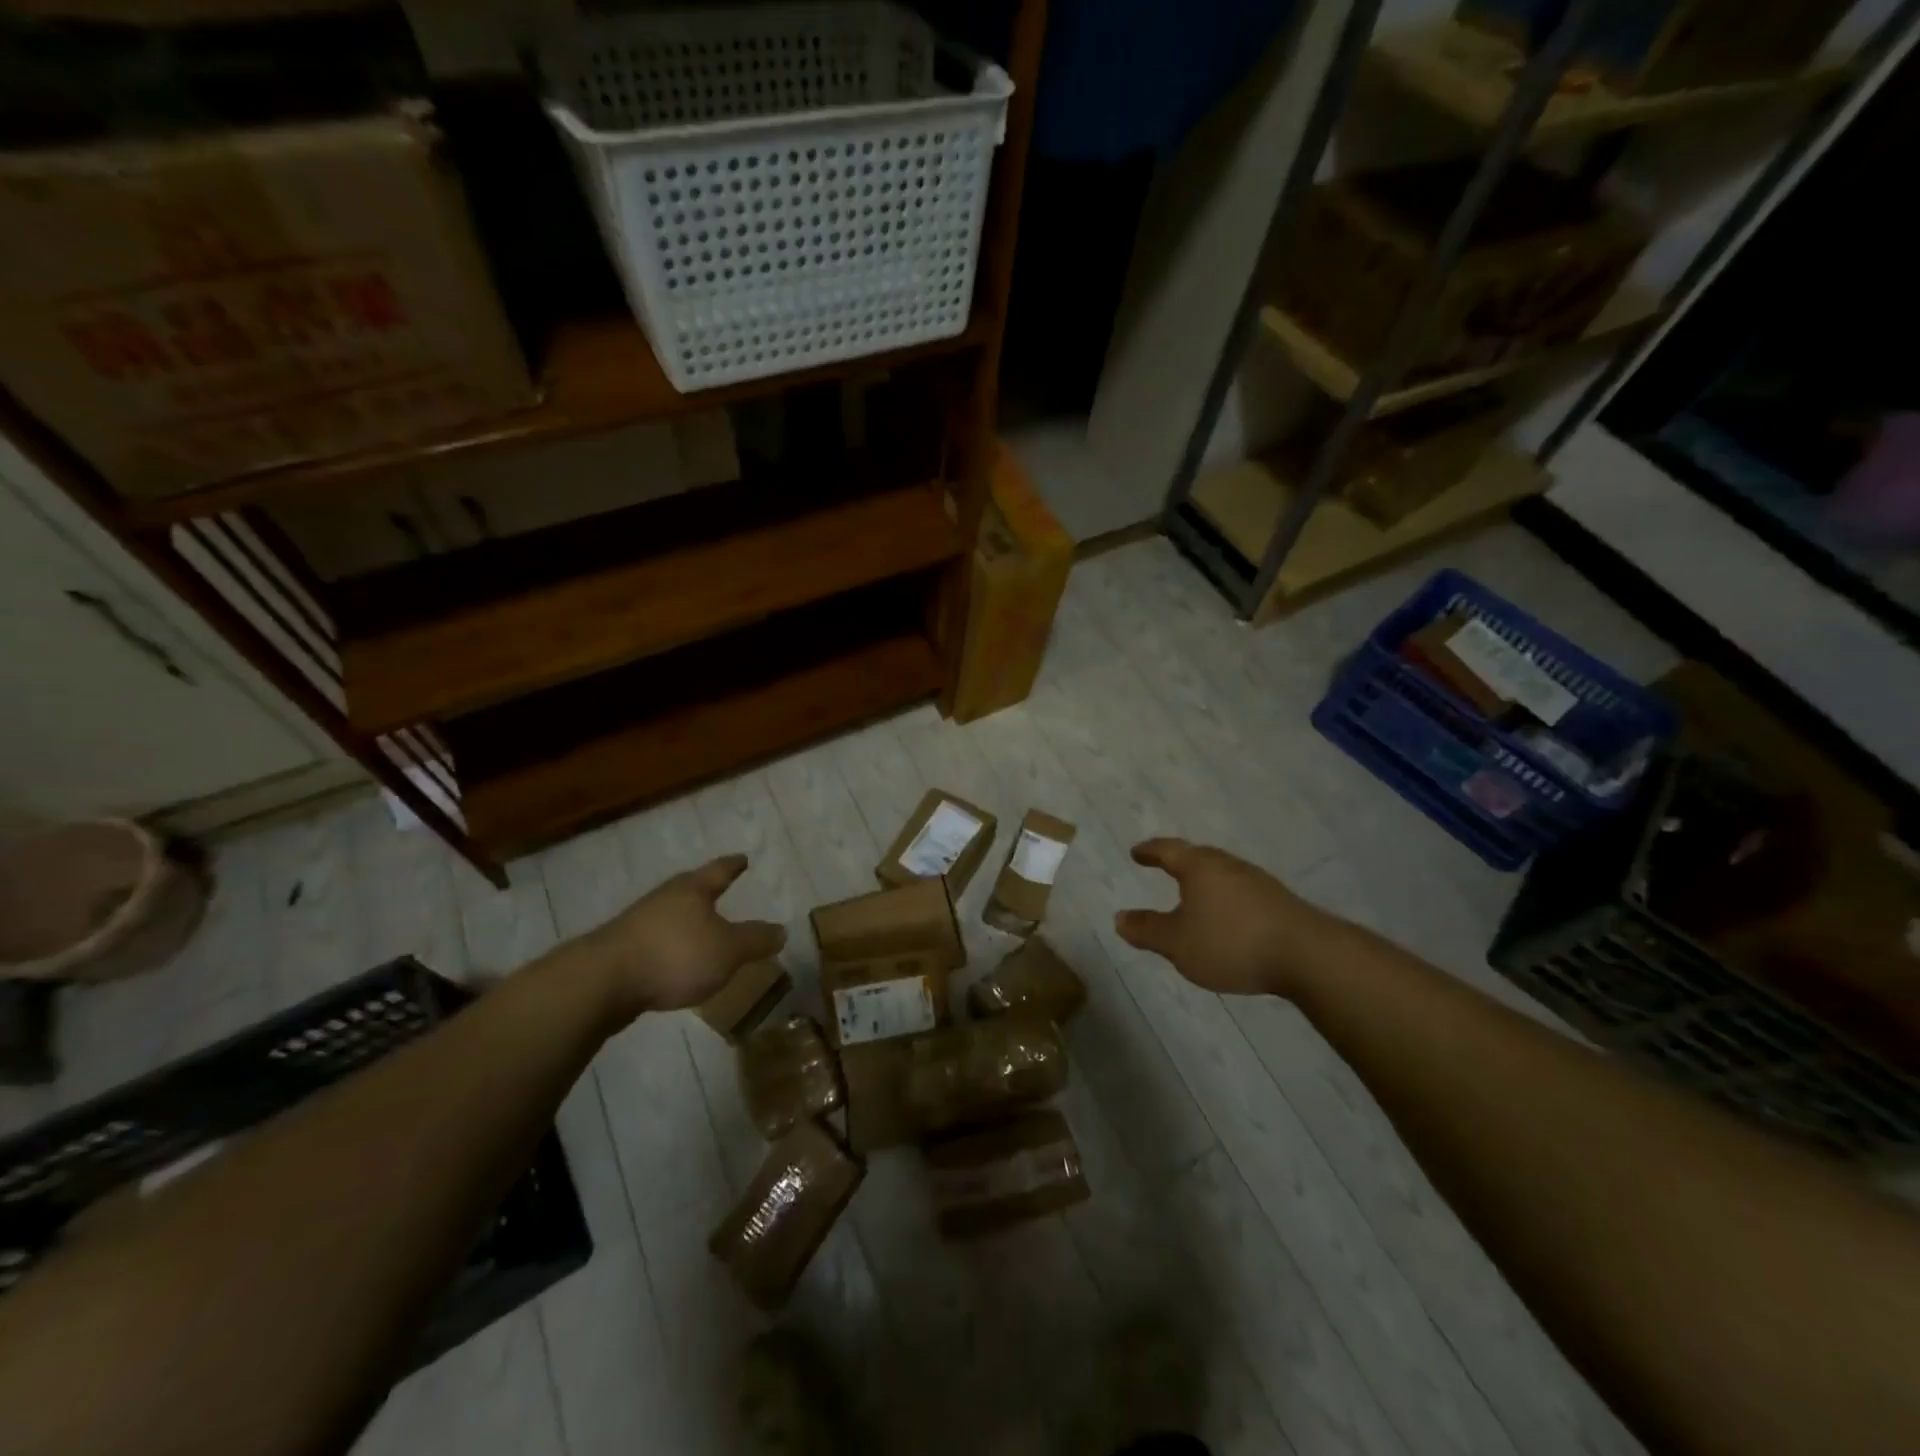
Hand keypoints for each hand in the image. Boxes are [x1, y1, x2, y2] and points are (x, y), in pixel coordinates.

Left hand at [573, 855, 785, 1019]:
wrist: (603, 982)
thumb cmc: (675, 955)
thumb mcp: (728, 950)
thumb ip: (755, 940)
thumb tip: (781, 930)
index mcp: (692, 890)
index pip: (719, 871)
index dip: (733, 865)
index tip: (743, 858)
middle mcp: (664, 898)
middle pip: (690, 889)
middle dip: (706, 891)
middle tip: (721, 889)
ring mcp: (638, 923)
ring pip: (670, 915)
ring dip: (686, 921)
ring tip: (701, 930)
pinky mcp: (621, 950)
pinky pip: (656, 941)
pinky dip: (670, 946)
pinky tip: (674, 962)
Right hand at [1115, 838, 1333, 997]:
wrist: (1308, 955)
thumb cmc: (1231, 942)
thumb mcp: (1178, 943)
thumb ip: (1148, 930)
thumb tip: (1120, 918)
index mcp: (1199, 867)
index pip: (1168, 850)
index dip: (1150, 851)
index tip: (1136, 852)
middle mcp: (1228, 865)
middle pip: (1198, 857)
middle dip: (1179, 863)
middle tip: (1163, 867)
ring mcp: (1257, 881)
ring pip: (1221, 875)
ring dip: (1204, 883)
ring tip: (1193, 896)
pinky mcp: (1278, 902)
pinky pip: (1240, 892)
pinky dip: (1225, 899)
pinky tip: (1227, 918)